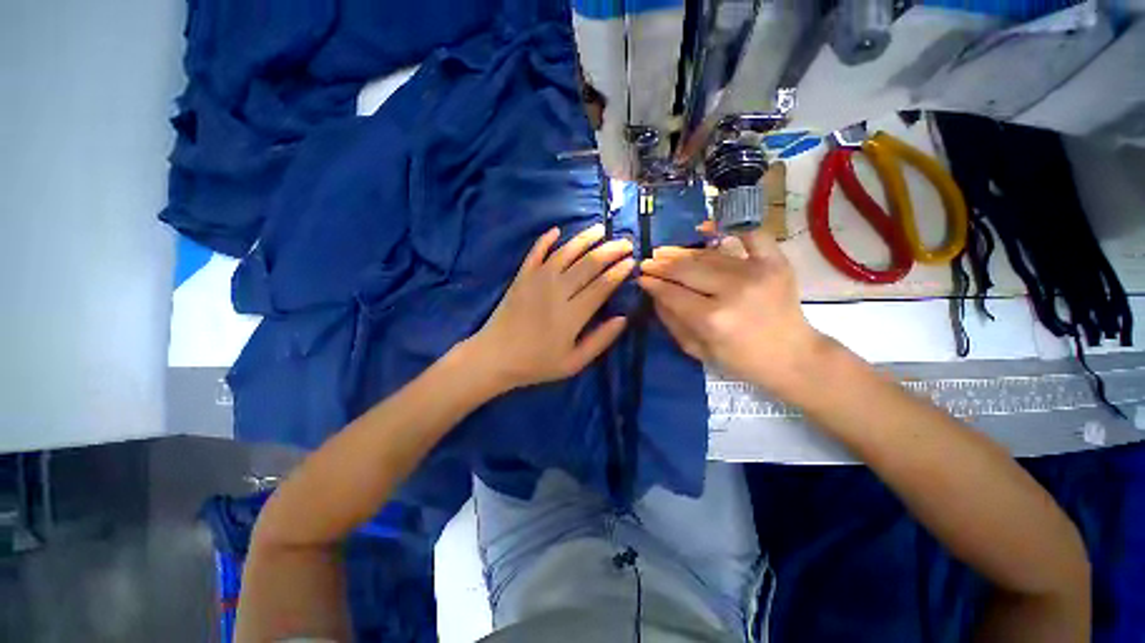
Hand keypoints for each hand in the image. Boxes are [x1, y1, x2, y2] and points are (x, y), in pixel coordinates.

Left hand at [468, 224, 633, 391]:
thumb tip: (623, 318)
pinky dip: (546, 239)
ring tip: (600, 228)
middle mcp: (557, 291)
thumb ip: (600, 340)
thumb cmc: (537, 363)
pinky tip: (556, 230)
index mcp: (572, 314)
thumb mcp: (574, 362)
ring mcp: (537, 280)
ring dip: (585, 238)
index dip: (619, 271)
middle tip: (625, 243)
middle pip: (589, 264)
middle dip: (610, 251)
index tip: (632, 262)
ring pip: (566, 252)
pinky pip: (535, 252)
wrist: (495, 357)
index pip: (602, 285)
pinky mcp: (521, 277)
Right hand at [637, 229, 825, 392]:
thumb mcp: (697, 350)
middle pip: (686, 270)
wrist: (793, 356)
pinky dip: (728, 227)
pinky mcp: (775, 262)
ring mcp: (756, 272)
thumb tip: (654, 293)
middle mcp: (732, 291)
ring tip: (666, 252)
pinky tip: (706, 228)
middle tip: (648, 262)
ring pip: (708, 255)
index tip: (640, 277)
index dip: (652, 283)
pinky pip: (750, 234)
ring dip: (682, 253)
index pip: (671, 293)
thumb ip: (671, 321)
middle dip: (661, 265)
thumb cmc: (741, 360)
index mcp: (712, 319)